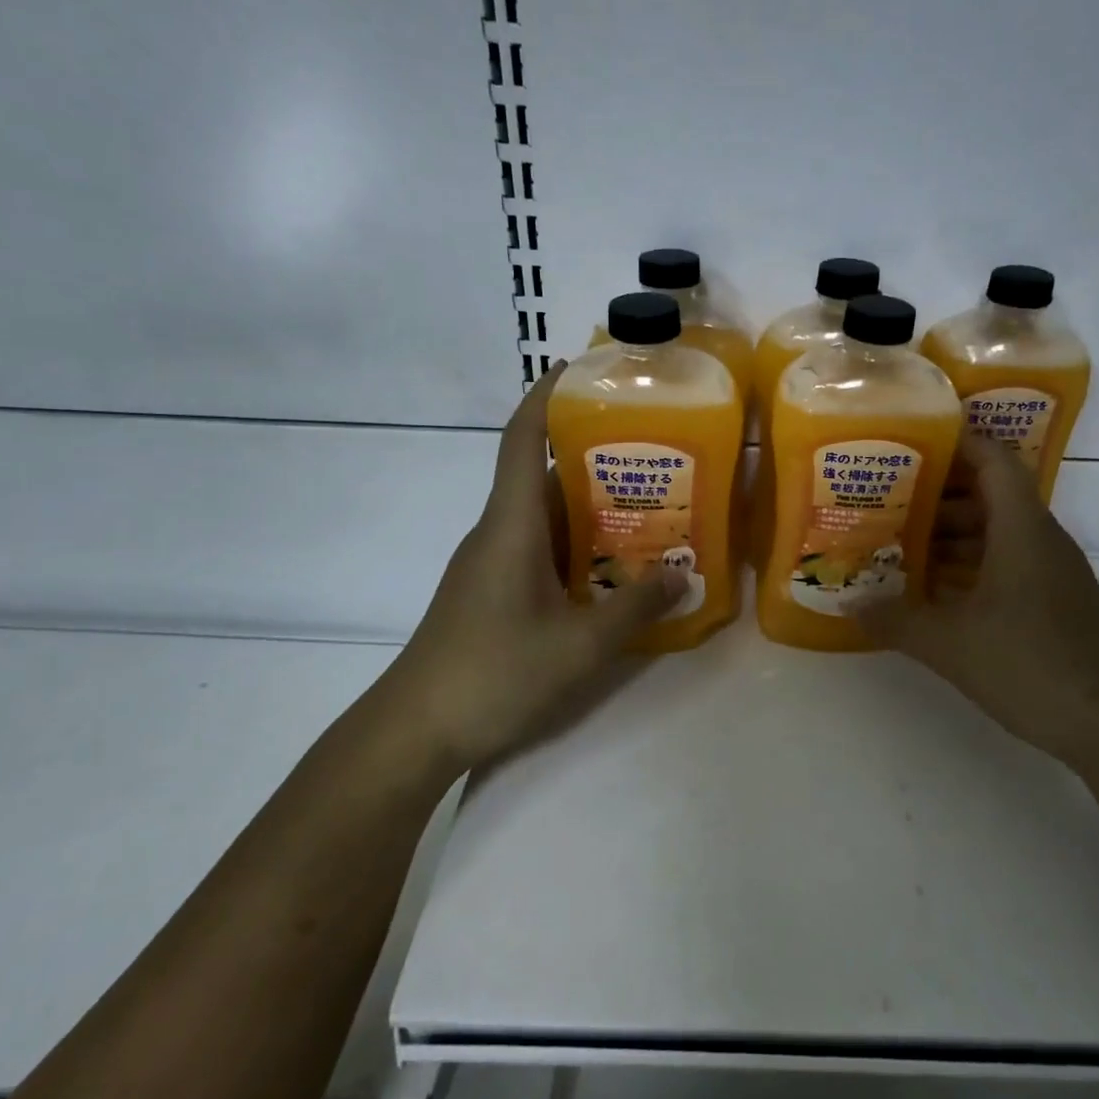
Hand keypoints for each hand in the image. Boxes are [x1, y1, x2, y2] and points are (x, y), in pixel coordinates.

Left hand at [377, 363, 682, 773]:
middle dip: (594, 456)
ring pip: (545, 516)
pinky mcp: (492, 591)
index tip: (580, 369)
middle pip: (544, 475)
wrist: (416, 729)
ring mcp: (491, 563)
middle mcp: (498, 532)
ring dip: (591, 507)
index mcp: (512, 525)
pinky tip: (613, 567)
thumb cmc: (495, 673)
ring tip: (649, 506)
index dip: (547, 397)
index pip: (524, 441)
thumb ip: (635, 608)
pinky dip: (577, 545)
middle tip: (653, 452)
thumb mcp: (580, 645)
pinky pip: (540, 549)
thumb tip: (682, 574)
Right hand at [863, 435, 1098, 769]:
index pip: (992, 461)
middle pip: (987, 497)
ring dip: (948, 536)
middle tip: (882, 501)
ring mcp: (1050, 574)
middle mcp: (1040, 540)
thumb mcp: (949, 643)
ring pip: (994, 535)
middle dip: (935, 496)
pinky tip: (931, 591)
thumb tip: (850, 603)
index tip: (909, 443)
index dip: (955, 443)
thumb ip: (895, 619)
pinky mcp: (1053, 604)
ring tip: (896, 544)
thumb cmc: (1031, 664)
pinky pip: (1004, 566)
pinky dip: (967, 567)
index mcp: (1022, 529)